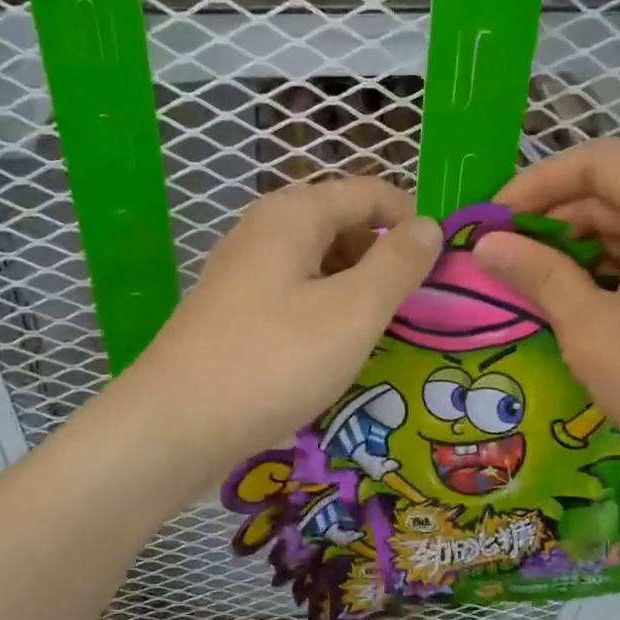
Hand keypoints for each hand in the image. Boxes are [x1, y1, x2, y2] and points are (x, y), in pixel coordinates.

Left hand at [116, 177, 440, 474]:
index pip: (369, 192)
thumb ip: (397, 264)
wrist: (176, 426)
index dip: (412, 221)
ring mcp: (244, 271)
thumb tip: (429, 226)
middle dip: (384, 257)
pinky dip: (326, 310)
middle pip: (343, 224)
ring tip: (382, 331)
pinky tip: (336, 348)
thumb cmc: (274, 361)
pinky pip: (295, 293)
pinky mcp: (234, 309)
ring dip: (357, 288)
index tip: (443, 267)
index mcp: (294, 214)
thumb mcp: (353, 311)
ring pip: (319, 262)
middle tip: (416, 307)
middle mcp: (264, 230)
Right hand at [474, 140, 619, 504]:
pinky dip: (615, 263)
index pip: (596, 163)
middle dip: (554, 219)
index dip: (536, 184)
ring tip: (534, 281)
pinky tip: (581, 297)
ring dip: (581, 244)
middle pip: (616, 190)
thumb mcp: (591, 328)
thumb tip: (486, 244)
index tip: (493, 221)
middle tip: (505, 257)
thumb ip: (536, 274)